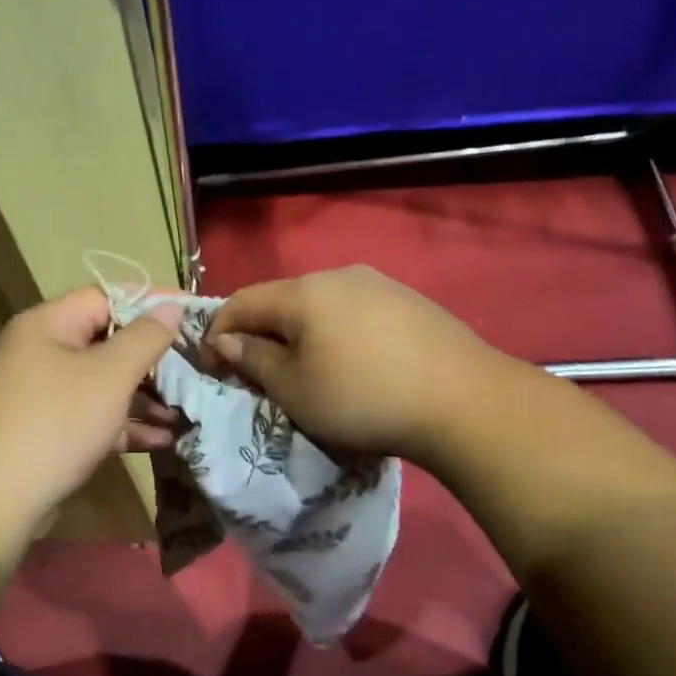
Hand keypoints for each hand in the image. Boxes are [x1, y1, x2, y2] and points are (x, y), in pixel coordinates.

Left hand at [0, 286, 179, 546]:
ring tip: (185, 411)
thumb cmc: (57, 423)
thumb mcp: (110, 375)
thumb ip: (146, 337)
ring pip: (102, 383)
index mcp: (48, 324)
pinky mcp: (46, 430)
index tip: (193, 314)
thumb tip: (171, 306)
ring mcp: (41, 393)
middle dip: (153, 358)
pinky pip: (92, 415)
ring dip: (144, 396)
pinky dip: (124, 423)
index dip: (151, 302)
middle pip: (106, 340)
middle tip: (195, 368)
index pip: (106, 296)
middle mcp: (40, 352)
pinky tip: (162, 440)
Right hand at [205, 265, 497, 466]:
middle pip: (282, 300)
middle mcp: (338, 275)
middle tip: (255, 373)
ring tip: (303, 370)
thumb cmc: (362, 397)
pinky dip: (335, 334)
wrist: (463, 400)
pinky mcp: (409, 301)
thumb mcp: (294, 388)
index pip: (241, 302)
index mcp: (302, 292)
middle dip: (260, 334)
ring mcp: (379, 284)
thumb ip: (253, 359)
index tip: (212, 367)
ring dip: (299, 334)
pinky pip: (354, 312)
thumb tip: (227, 340)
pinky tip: (350, 362)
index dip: (217, 332)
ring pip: (320, 305)